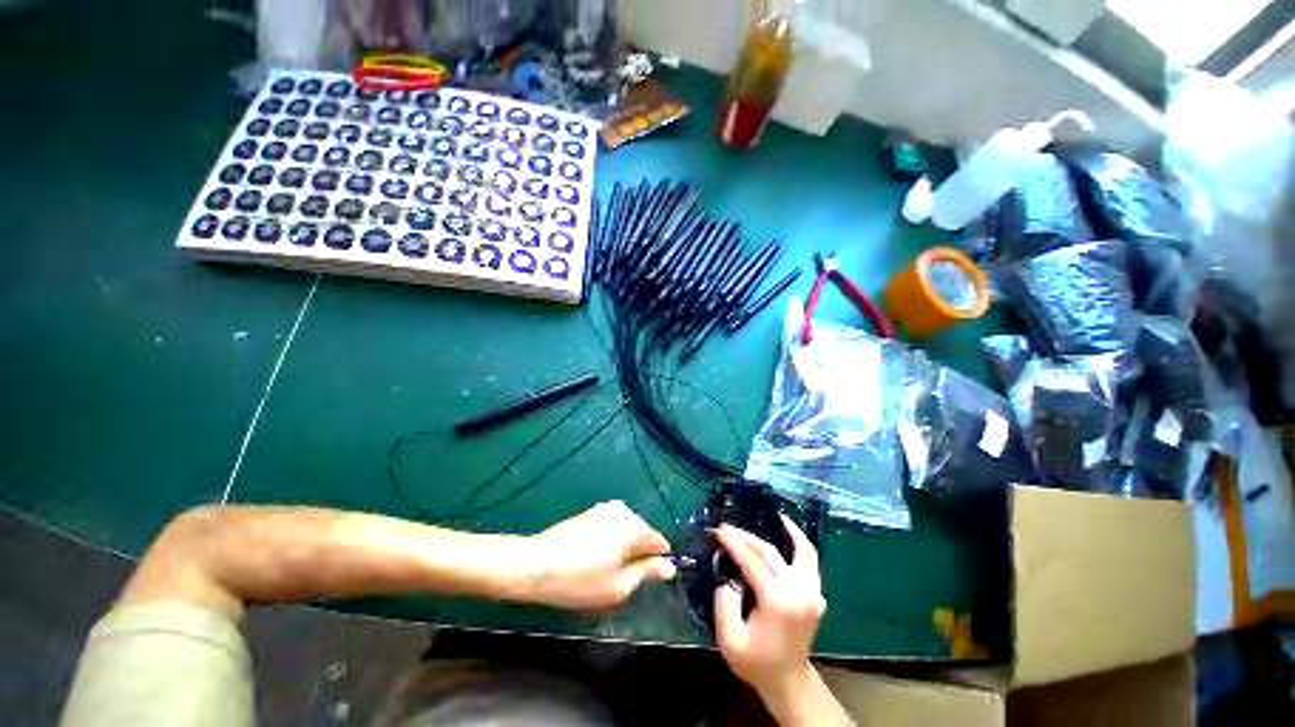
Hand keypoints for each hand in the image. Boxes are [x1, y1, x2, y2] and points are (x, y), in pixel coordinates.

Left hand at [522, 500, 675, 609]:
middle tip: (621, 579)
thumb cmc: (580, 580)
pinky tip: (592, 558)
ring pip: (626, 530)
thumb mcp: (619, 586)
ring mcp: (605, 509)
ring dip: (623, 547)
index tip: (647, 580)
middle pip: (643, 534)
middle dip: (638, 553)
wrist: (536, 564)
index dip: (658, 562)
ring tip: (604, 569)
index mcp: (635, 527)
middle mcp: (624, 511)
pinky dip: (609, 541)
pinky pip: (611, 526)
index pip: (660, 542)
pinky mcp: (590, 511)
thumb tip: (669, 567)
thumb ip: (648, 573)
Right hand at [713, 516, 825, 698]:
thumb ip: (724, 605)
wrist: (788, 681)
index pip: (752, 561)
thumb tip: (729, 579)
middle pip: (770, 552)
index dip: (733, 543)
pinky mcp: (816, 594)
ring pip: (801, 550)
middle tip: (727, 527)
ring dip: (786, 531)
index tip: (718, 531)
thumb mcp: (730, 641)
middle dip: (746, 536)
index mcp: (778, 602)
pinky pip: (810, 560)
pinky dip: (801, 543)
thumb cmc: (757, 662)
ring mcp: (812, 592)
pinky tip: (791, 533)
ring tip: (774, 515)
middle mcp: (799, 591)